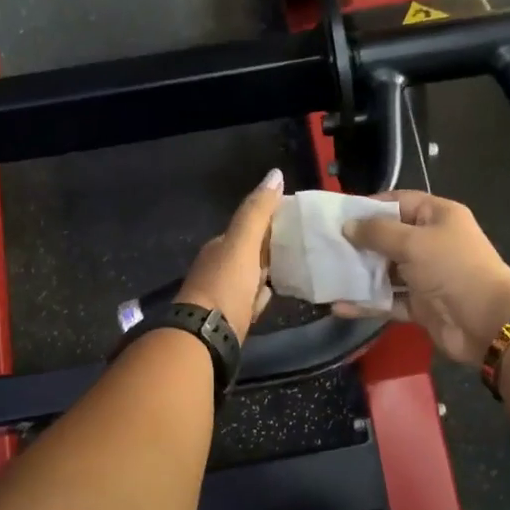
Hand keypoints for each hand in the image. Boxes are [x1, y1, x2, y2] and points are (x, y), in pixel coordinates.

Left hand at [175, 169, 285, 342]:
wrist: (205, 335)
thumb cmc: (225, 285)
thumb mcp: (242, 243)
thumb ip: (257, 211)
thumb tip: (275, 173)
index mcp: (221, 245)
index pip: (249, 227)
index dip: (271, 221)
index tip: (298, 220)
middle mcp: (219, 266)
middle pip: (252, 252)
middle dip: (272, 248)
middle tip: (304, 246)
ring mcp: (224, 293)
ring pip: (253, 276)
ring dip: (269, 273)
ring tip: (298, 269)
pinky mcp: (231, 317)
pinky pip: (252, 299)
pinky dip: (263, 296)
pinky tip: (275, 296)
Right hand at [337, 191, 509, 363]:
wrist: (487, 321)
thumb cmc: (452, 269)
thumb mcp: (414, 242)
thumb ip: (378, 233)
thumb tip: (348, 226)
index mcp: (438, 217)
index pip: (399, 202)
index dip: (370, 206)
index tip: (338, 214)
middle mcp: (432, 243)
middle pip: (389, 237)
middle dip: (359, 242)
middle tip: (325, 245)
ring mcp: (426, 276)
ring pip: (386, 271)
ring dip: (360, 274)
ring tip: (325, 274)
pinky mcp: (420, 305)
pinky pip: (388, 301)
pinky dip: (367, 304)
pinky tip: (339, 306)